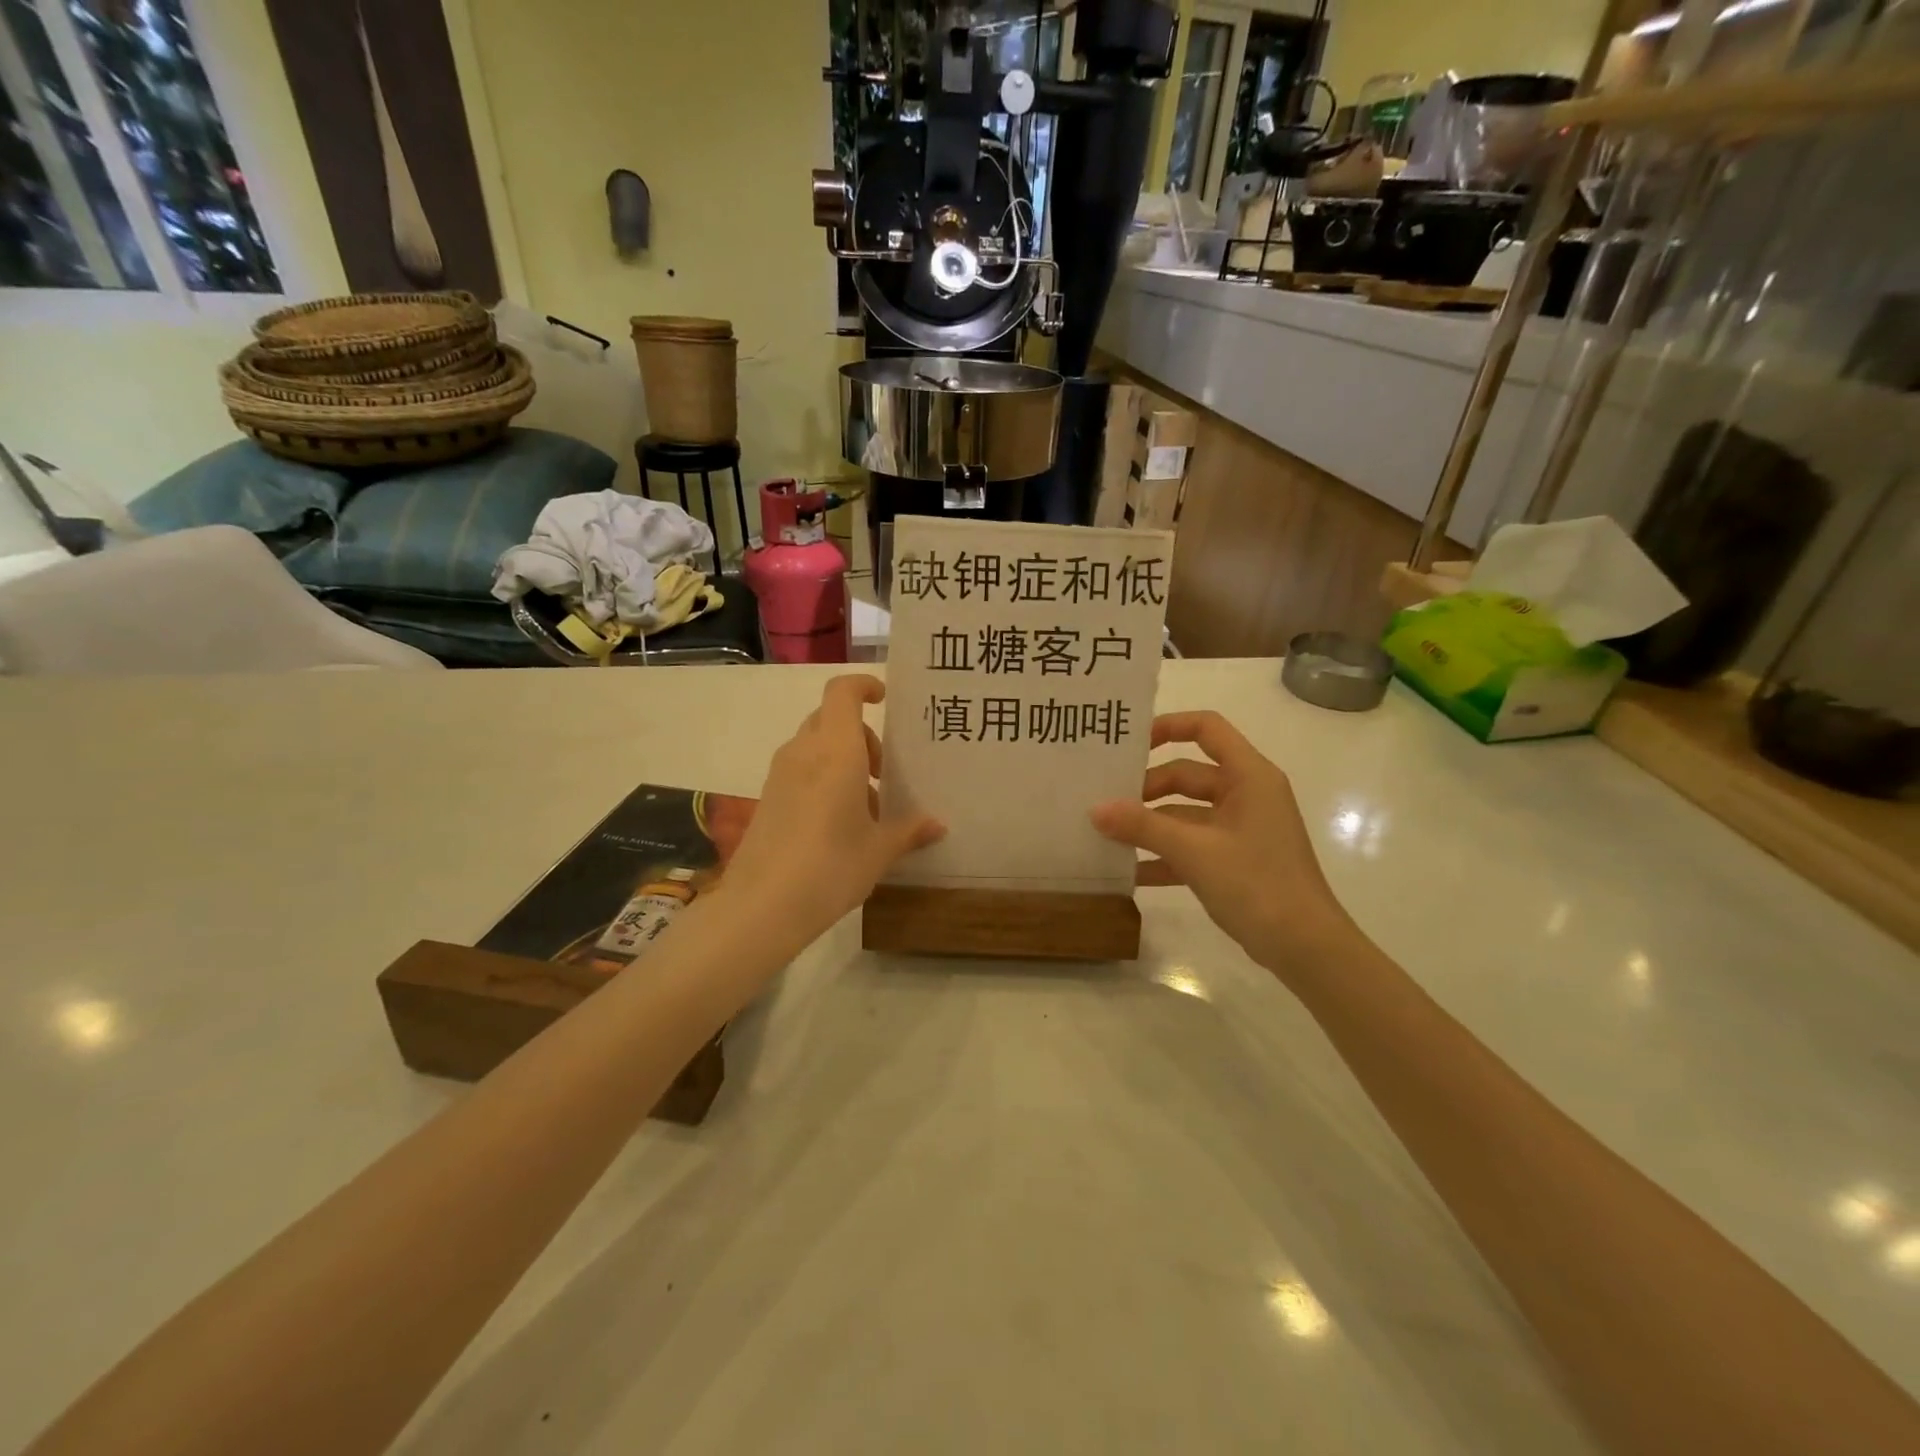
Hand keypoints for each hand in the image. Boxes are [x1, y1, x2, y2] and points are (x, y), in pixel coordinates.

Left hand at [725, 675, 943, 935]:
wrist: (762, 906)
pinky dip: (822, 778)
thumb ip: (909, 831)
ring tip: (865, 806)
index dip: (862, 686)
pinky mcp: (767, 798)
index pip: (842, 692)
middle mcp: (804, 752)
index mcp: (836, 751)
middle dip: (861, 735)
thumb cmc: (831, 866)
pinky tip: (838, 823)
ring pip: (814, 746)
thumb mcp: (879, 850)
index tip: (884, 699)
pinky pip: (800, 770)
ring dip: (841, 759)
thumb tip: (937, 825)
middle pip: (830, 718)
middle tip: (882, 772)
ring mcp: (780, 775)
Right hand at [1091, 711, 1355, 974]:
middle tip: (1104, 803)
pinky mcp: (1235, 860)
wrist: (1306, 948)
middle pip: (1187, 774)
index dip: (1168, 726)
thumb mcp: (1194, 852)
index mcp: (1248, 776)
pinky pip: (1192, 846)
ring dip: (1150, 824)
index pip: (1207, 728)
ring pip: (1186, 813)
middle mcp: (1246, 794)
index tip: (1129, 745)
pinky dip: (1164, 855)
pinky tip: (1130, 872)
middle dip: (1146, 788)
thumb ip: (1142, 826)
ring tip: (1107, 835)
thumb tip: (1095, 809)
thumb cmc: (1257, 884)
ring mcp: (1241, 829)